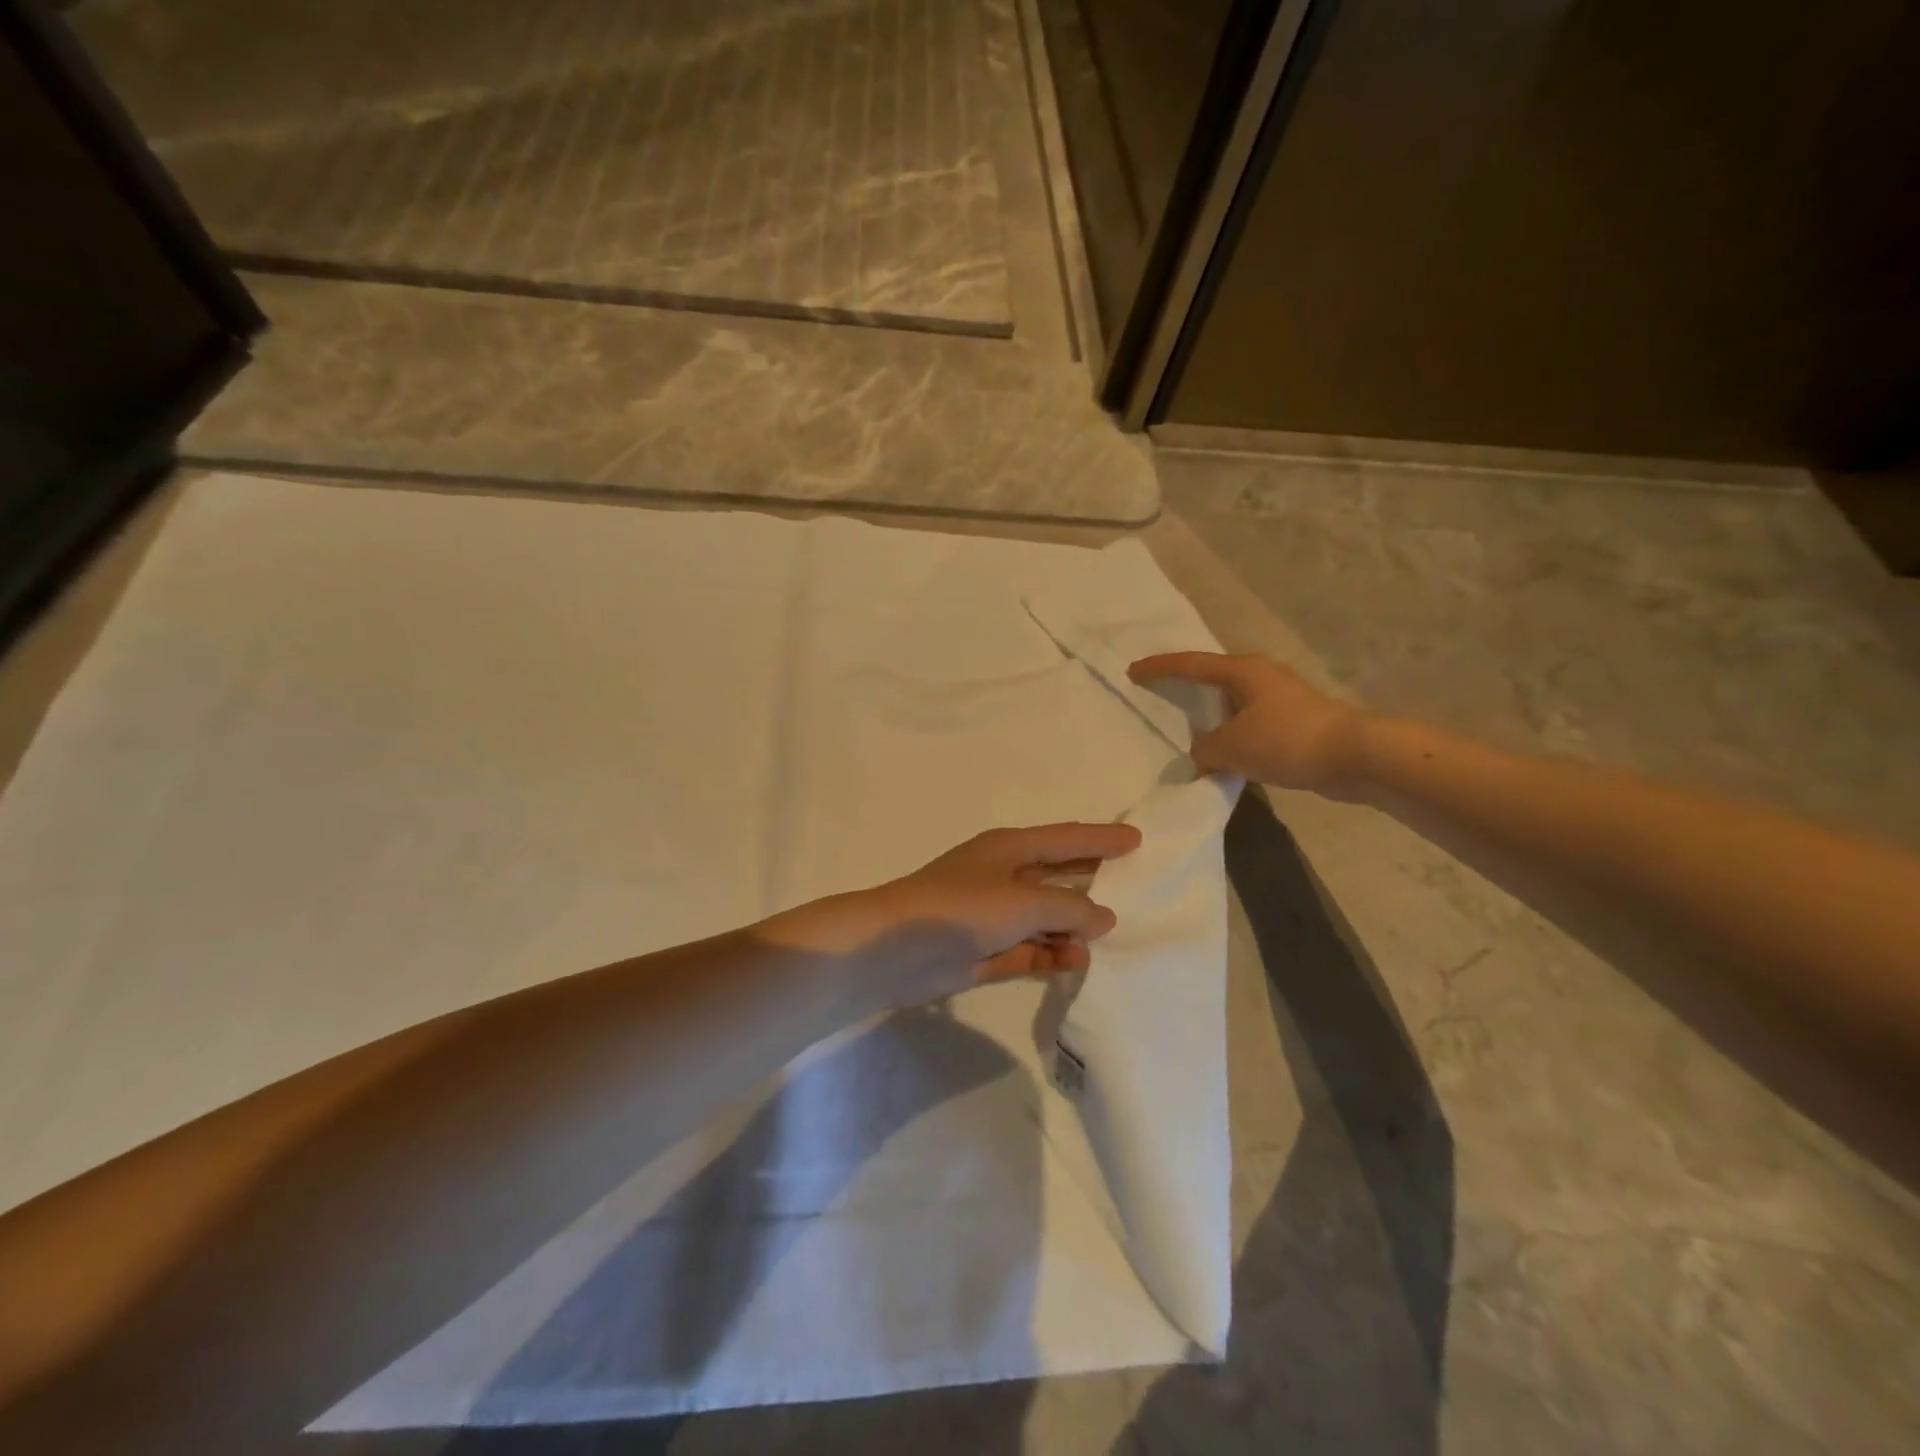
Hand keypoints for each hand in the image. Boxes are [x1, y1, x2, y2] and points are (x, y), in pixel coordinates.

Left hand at [759, 822, 1140, 1007]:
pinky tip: (1075, 963)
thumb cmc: (960, 908)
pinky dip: (1049, 955)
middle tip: (1134, 887)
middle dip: (1091, 880)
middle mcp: (1002, 877)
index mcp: (1009, 849)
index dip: (1101, 838)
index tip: (1137, 839)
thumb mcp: (1023, 902)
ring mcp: (991, 915)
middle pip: (1057, 875)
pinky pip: (1027, 950)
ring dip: (1071, 927)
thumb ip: (1069, 909)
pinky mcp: (982, 951)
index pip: (1066, 838)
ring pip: (1044, 917)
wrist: (894, 949)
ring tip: (1109, 938)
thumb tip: (1103, 917)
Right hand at [1128, 651, 1367, 790]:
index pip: (1190, 665)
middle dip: (1185, 685)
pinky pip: (1247, 722)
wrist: (1355, 756)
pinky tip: (1222, 750)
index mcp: (1242, 671)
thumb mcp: (1232, 747)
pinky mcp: (1293, 721)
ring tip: (1186, 727)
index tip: (1133, 671)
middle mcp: (1260, 676)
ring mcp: (1280, 698)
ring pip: (1231, 702)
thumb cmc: (1287, 740)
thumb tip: (1202, 754)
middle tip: (1158, 693)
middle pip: (1212, 677)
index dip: (1159, 668)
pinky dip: (1230, 732)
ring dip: (1210, 714)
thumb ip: (1206, 749)